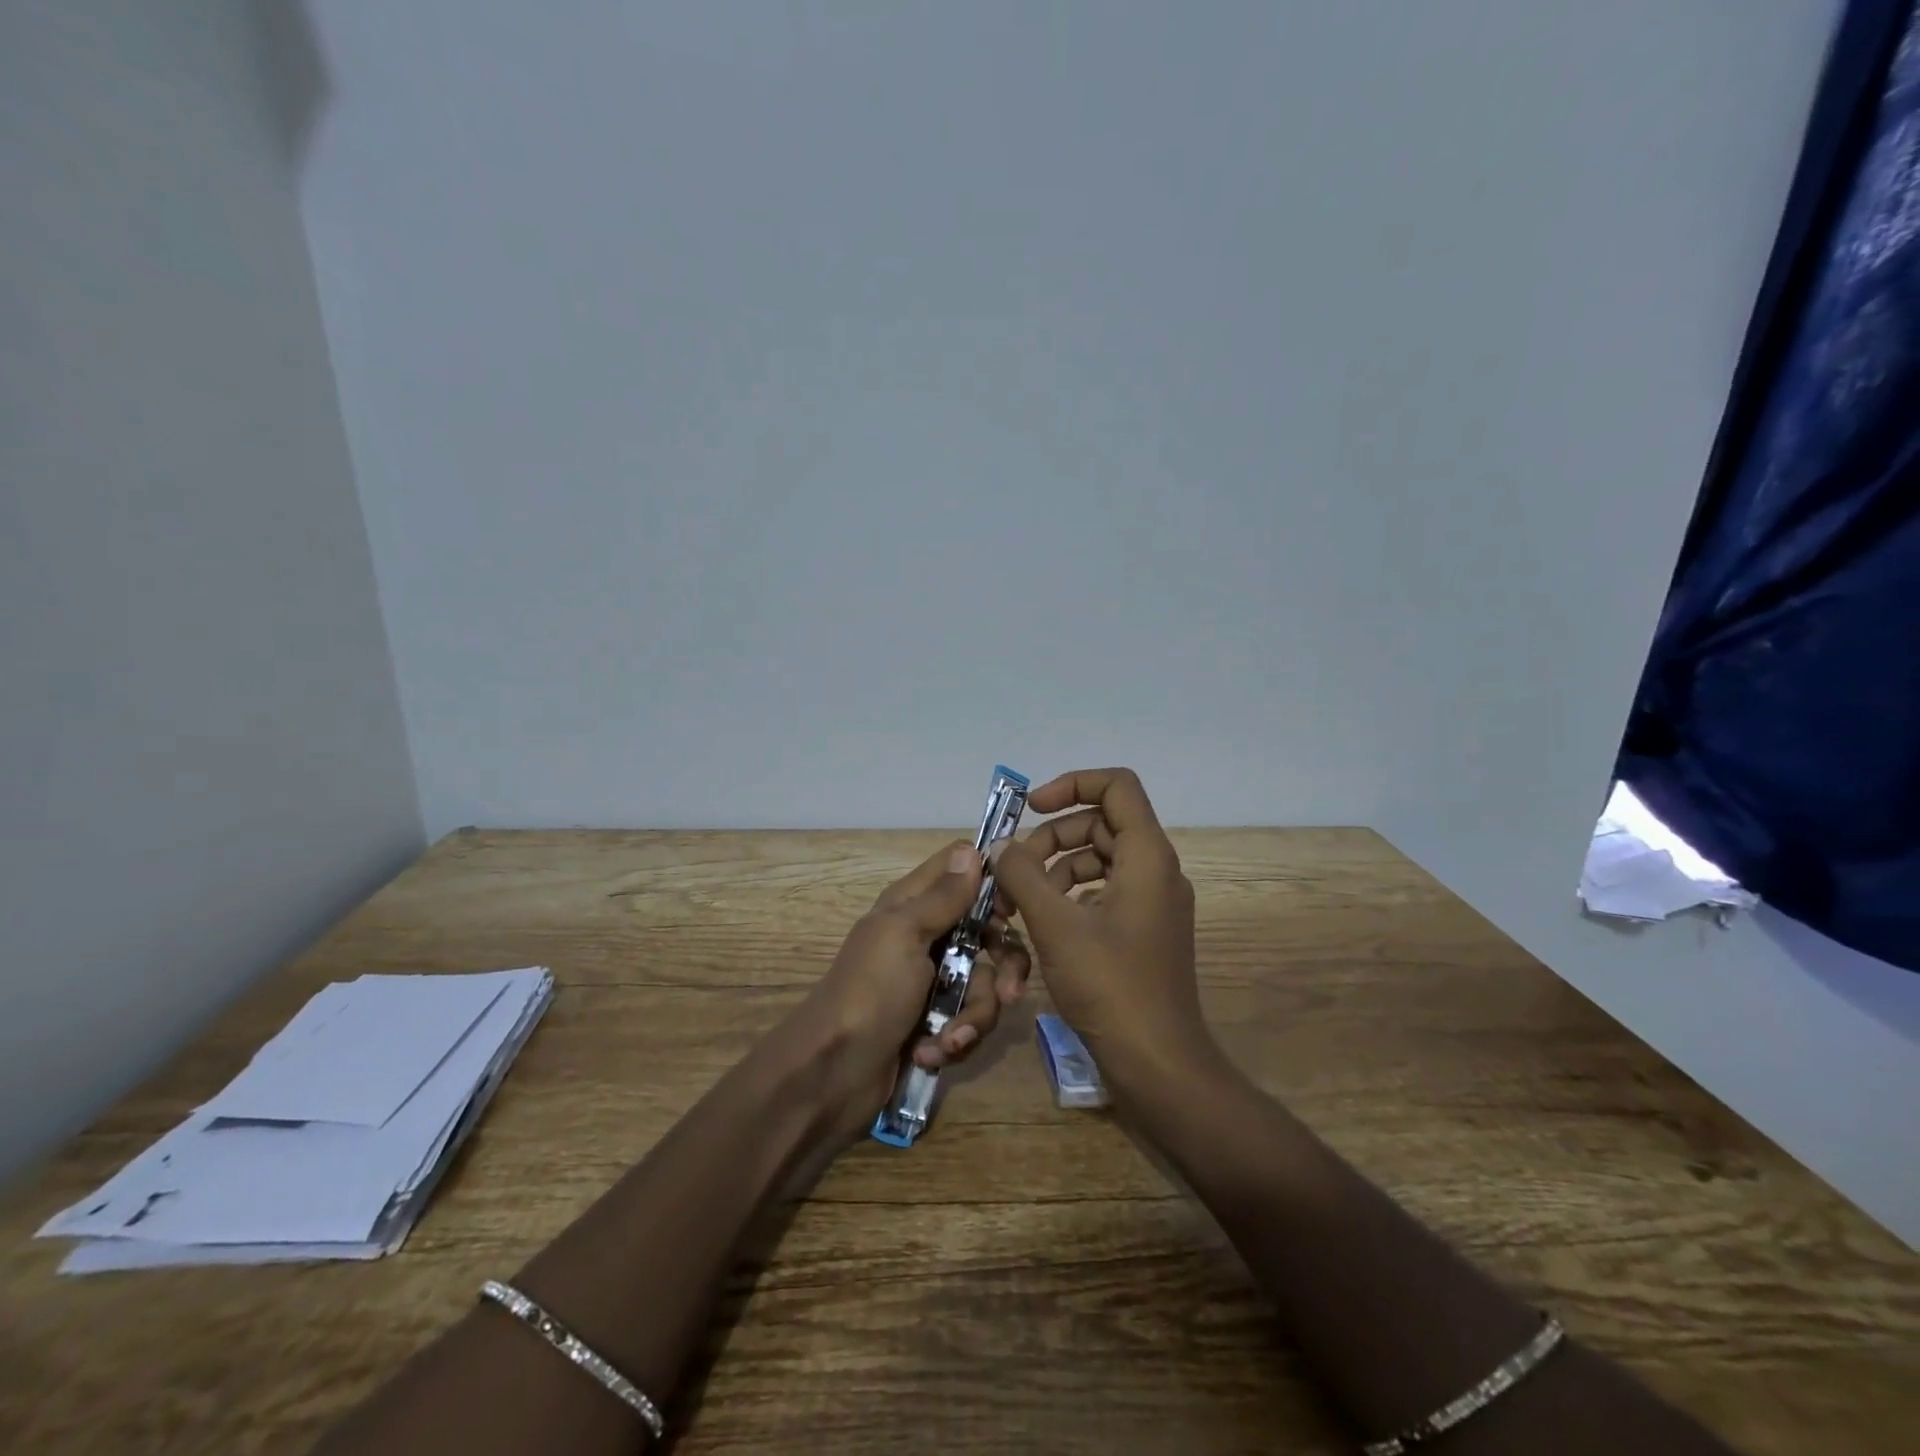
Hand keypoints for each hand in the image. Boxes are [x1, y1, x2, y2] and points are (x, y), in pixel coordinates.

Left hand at [781, 840, 1031, 1127]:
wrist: (831, 1074)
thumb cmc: (869, 992)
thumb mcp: (905, 934)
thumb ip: (943, 896)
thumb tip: (972, 850)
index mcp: (914, 905)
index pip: (962, 870)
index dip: (992, 884)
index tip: (1011, 911)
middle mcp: (928, 937)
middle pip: (989, 934)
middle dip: (1004, 966)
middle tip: (1008, 992)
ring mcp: (933, 982)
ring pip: (985, 984)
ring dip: (973, 1016)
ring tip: (949, 1039)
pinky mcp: (936, 1022)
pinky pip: (969, 1021)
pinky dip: (954, 1040)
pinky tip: (931, 1053)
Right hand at [988, 768, 1212, 1094]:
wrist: (1158, 1064)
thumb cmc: (1110, 987)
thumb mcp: (1056, 925)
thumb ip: (1023, 876)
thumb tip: (1001, 847)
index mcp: (1147, 856)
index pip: (1116, 785)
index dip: (1072, 784)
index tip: (1030, 809)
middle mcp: (1156, 870)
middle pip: (1099, 825)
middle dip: (1049, 841)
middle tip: (1010, 874)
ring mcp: (1152, 902)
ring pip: (1097, 861)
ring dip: (1053, 872)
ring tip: (1016, 905)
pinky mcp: (1142, 931)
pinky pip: (1103, 893)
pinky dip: (1069, 898)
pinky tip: (1043, 926)